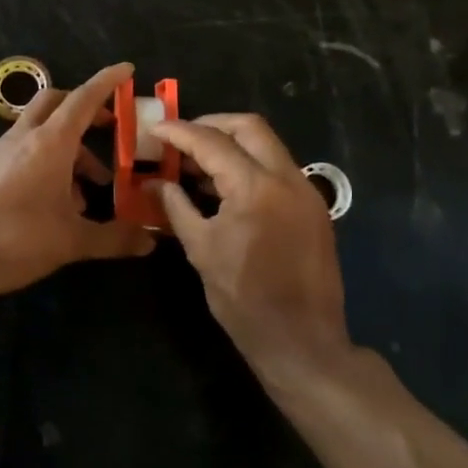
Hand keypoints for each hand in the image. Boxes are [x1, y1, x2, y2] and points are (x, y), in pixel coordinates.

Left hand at [0, 63, 155, 304]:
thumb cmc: (16, 239)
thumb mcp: (72, 241)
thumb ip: (114, 238)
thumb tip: (150, 242)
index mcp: (50, 142)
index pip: (84, 98)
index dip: (107, 81)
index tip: (127, 69)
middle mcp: (25, 137)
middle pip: (56, 102)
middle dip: (85, 108)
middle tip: (109, 127)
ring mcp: (2, 152)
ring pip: (42, 130)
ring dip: (70, 147)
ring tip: (90, 190)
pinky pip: (26, 151)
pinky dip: (49, 162)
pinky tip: (59, 204)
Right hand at [154, 115, 348, 373]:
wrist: (303, 343)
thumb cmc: (244, 300)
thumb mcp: (201, 250)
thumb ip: (176, 206)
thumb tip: (153, 183)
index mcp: (256, 188)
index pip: (212, 142)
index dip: (179, 132)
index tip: (155, 129)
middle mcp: (287, 178)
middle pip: (248, 127)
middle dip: (211, 124)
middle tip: (181, 138)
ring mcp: (306, 191)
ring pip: (267, 144)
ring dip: (232, 143)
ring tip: (197, 161)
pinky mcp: (314, 207)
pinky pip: (278, 167)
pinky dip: (250, 164)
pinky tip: (225, 184)